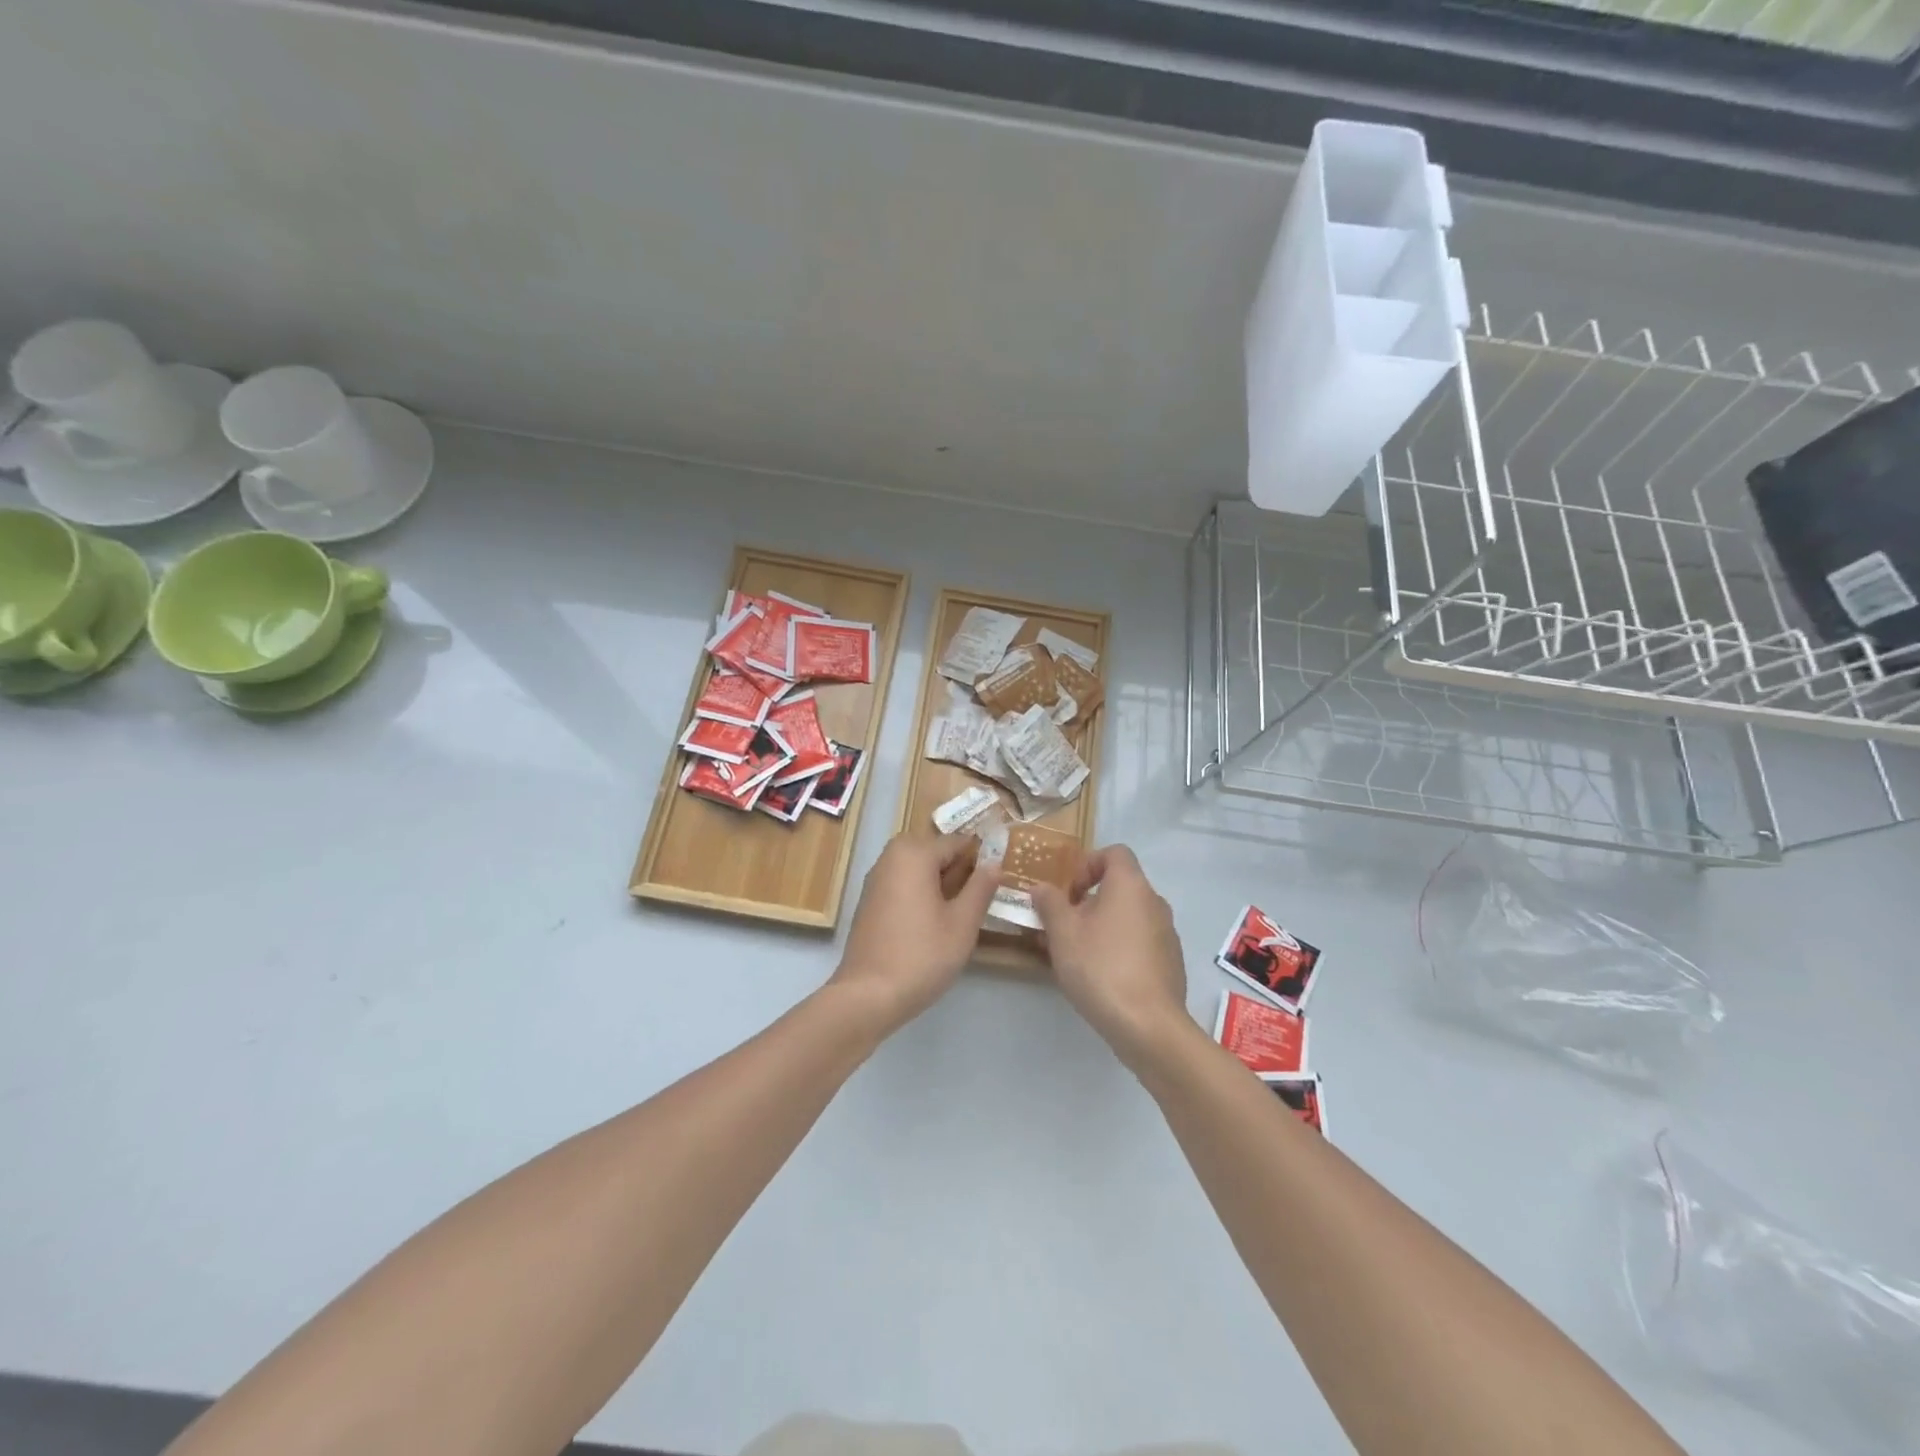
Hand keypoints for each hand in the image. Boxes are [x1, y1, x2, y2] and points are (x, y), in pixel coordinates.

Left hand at [831, 831, 1000, 1031]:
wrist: (868, 995)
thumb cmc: (922, 955)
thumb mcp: (962, 923)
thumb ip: (980, 888)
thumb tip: (994, 863)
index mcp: (914, 853)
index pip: (957, 842)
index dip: (981, 857)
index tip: (1000, 877)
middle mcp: (890, 857)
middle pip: (935, 852)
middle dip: (959, 869)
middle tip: (982, 898)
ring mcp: (876, 879)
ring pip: (918, 869)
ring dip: (941, 883)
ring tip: (962, 912)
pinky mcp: (870, 901)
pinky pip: (903, 884)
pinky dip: (922, 893)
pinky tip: (935, 922)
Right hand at [1032, 846, 1187, 1068]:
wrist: (1148, 1026)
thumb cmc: (1100, 967)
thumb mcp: (1062, 932)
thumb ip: (1049, 903)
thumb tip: (1042, 888)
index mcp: (1130, 885)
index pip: (1114, 852)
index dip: (1087, 864)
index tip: (1068, 892)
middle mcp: (1154, 902)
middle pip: (1119, 887)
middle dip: (1087, 901)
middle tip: (1062, 927)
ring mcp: (1167, 934)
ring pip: (1128, 917)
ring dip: (1101, 926)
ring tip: (1075, 955)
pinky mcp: (1170, 963)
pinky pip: (1139, 942)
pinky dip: (1119, 948)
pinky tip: (1100, 977)